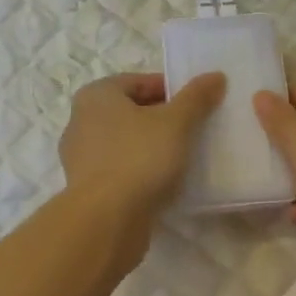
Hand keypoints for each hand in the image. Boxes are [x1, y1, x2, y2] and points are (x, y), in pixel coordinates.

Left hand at [58, 71, 226, 230]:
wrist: (106, 219)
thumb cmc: (139, 158)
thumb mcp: (176, 122)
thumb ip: (196, 97)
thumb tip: (215, 76)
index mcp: (96, 95)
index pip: (139, 81)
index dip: (171, 89)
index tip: (196, 104)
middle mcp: (81, 120)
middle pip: (131, 111)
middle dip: (162, 118)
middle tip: (194, 129)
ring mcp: (80, 156)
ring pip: (125, 142)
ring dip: (152, 146)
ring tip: (183, 156)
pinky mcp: (87, 187)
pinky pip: (120, 168)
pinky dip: (140, 170)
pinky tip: (164, 181)